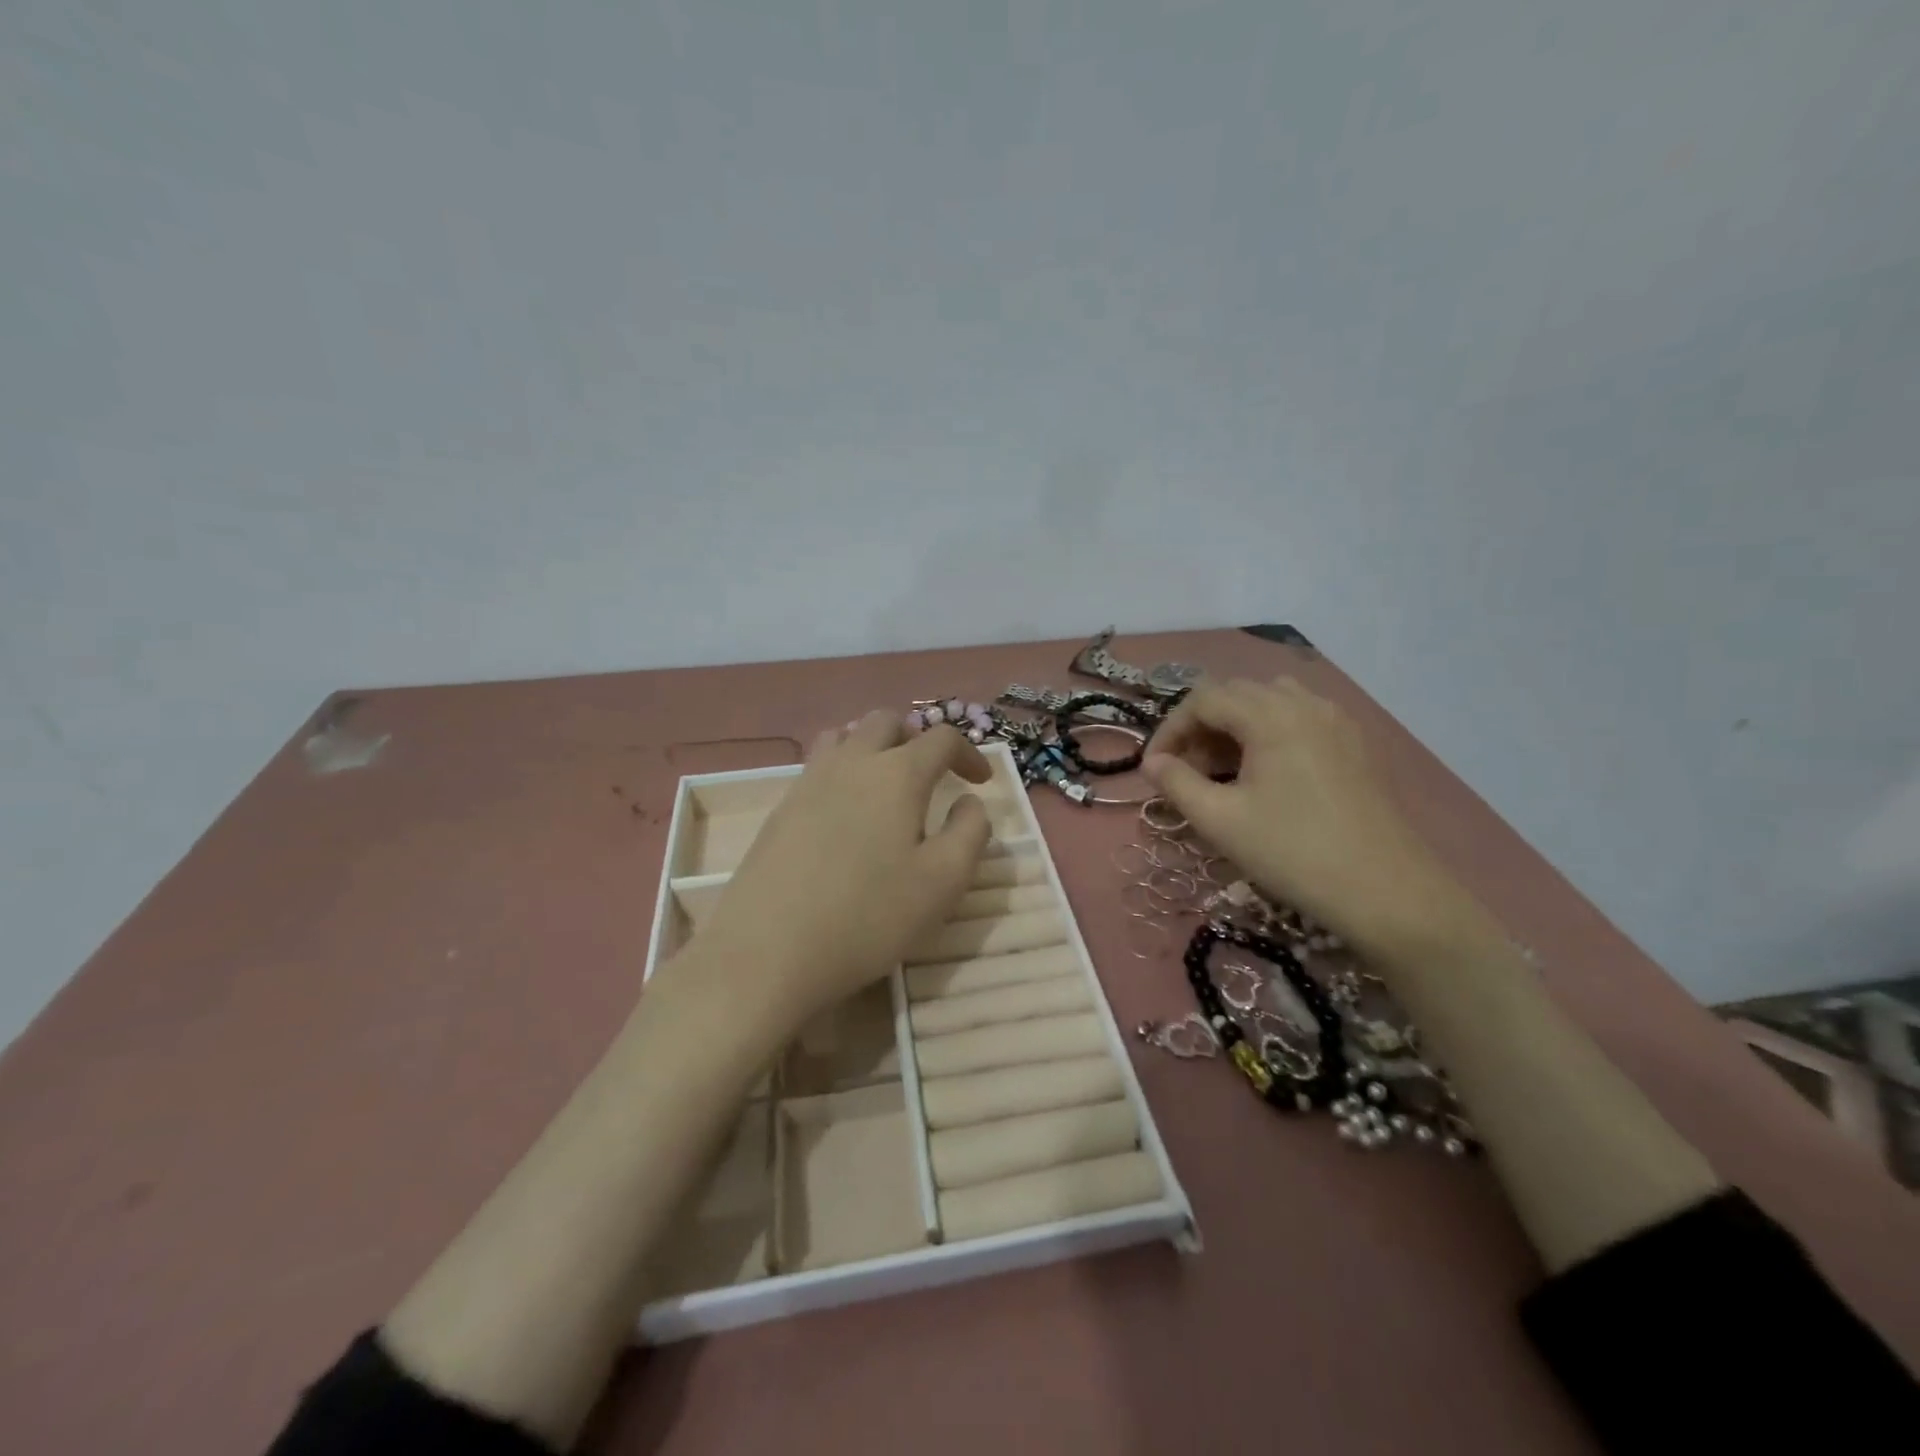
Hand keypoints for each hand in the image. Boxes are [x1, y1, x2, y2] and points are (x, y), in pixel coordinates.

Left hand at [678, 711, 993, 1035]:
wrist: (768, 950)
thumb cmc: (869, 915)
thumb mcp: (943, 882)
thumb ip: (970, 833)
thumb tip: (969, 802)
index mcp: (898, 774)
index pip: (941, 737)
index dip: (968, 753)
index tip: (980, 782)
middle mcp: (852, 762)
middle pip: (887, 722)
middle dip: (917, 739)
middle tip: (932, 775)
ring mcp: (809, 781)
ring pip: (845, 735)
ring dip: (874, 746)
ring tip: (887, 784)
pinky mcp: (781, 808)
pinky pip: (817, 765)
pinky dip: (843, 770)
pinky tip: (847, 814)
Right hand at [1142, 677, 1458, 944]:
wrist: (1387, 892)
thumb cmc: (1293, 853)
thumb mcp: (1220, 821)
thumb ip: (1176, 783)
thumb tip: (1152, 763)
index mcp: (1270, 715)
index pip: (1203, 699)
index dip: (1170, 729)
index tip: (1154, 768)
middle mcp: (1305, 704)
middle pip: (1236, 694)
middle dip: (1201, 727)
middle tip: (1186, 772)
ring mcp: (1336, 721)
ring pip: (1270, 703)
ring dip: (1236, 727)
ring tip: (1224, 771)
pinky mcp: (1355, 744)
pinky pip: (1300, 718)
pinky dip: (1270, 733)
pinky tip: (1267, 776)